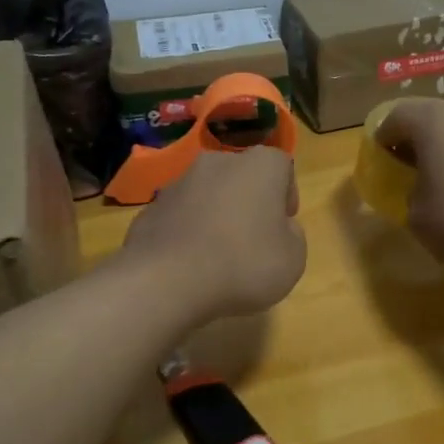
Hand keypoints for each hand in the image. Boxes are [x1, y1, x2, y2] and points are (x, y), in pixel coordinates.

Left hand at [120, 147, 306, 322]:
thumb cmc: (244, 264)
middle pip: (241, 177)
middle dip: (248, 202)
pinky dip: (187, 233)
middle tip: (253, 239)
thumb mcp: (293, 259)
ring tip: (217, 257)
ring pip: (207, 195)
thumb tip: (280, 228)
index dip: (286, 195)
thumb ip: (293, 235)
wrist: (167, 281)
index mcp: (259, 166)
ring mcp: (178, 183)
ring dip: (215, 216)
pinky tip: (188, 265)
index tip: (284, 224)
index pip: (282, 166)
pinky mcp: (150, 209)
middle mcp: (217, 162)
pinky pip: (179, 217)